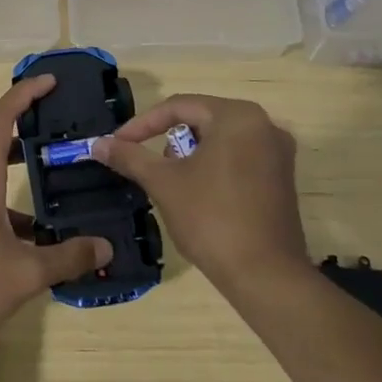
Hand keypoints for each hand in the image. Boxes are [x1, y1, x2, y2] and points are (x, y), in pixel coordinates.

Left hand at [0, 75, 110, 346]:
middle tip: (63, 135)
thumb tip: (105, 247)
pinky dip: (13, 214)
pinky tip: (37, 243)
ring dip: (23, 181)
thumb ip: (67, 258)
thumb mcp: (25, 273)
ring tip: (61, 192)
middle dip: (29, 135)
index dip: (24, 95)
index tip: (49, 81)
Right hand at [93, 94, 305, 285]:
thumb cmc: (211, 218)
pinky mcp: (282, 179)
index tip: (118, 144)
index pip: (179, 106)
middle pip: (202, 121)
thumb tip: (98, 143)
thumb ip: (130, 157)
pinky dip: (213, 168)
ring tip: (172, 184)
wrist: (265, 275)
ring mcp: (278, 153)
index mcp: (238, 117)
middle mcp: (264, 125)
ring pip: (220, 141)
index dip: (142, 124)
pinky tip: (199, 196)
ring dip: (190, 156)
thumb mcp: (163, 183)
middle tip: (148, 166)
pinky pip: (239, 159)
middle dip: (168, 141)